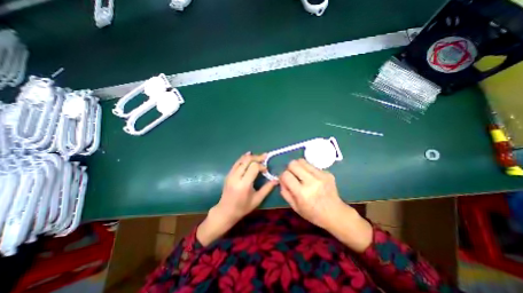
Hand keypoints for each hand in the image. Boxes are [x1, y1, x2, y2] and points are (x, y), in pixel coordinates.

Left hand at [197, 152, 277, 245]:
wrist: (225, 211)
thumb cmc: (243, 207)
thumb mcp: (257, 199)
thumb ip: (267, 188)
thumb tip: (276, 180)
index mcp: (244, 184)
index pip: (254, 167)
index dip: (261, 166)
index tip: (266, 170)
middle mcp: (236, 177)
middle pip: (247, 160)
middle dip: (257, 157)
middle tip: (265, 157)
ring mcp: (231, 174)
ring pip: (241, 159)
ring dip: (251, 156)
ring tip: (259, 156)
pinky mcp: (228, 174)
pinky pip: (237, 162)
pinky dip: (244, 158)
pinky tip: (249, 155)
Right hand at [280, 160, 373, 252]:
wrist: (335, 214)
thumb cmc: (313, 213)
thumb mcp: (295, 207)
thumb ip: (285, 192)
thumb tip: (281, 179)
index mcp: (302, 193)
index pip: (286, 175)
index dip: (282, 176)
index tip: (285, 180)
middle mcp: (311, 182)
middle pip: (293, 163)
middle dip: (289, 168)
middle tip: (292, 175)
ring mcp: (321, 176)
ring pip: (302, 161)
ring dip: (298, 166)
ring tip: (301, 175)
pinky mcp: (327, 173)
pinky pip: (312, 165)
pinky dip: (308, 170)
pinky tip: (312, 178)